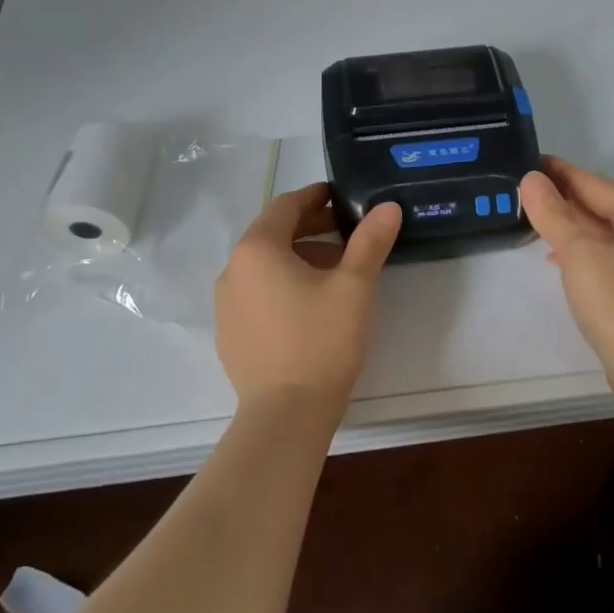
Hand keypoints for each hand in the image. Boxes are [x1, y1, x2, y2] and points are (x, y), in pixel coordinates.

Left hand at [214, 184, 402, 421]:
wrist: (285, 415)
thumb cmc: (321, 341)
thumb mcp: (354, 286)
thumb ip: (370, 241)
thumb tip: (387, 207)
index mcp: (257, 249)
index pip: (285, 206)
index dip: (315, 197)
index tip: (341, 197)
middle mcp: (233, 270)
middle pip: (273, 234)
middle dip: (310, 228)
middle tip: (346, 232)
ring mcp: (226, 304)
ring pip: (265, 266)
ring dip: (298, 258)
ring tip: (335, 271)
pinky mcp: (229, 333)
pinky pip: (256, 294)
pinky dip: (282, 285)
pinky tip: (310, 307)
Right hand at [519, 156, 613, 409]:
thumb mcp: (578, 252)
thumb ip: (552, 213)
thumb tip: (532, 179)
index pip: (595, 184)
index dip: (560, 173)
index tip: (530, 162)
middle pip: (604, 207)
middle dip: (566, 200)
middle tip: (526, 191)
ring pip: (608, 234)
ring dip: (574, 227)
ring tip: (537, 222)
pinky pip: (613, 257)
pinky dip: (587, 252)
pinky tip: (561, 259)